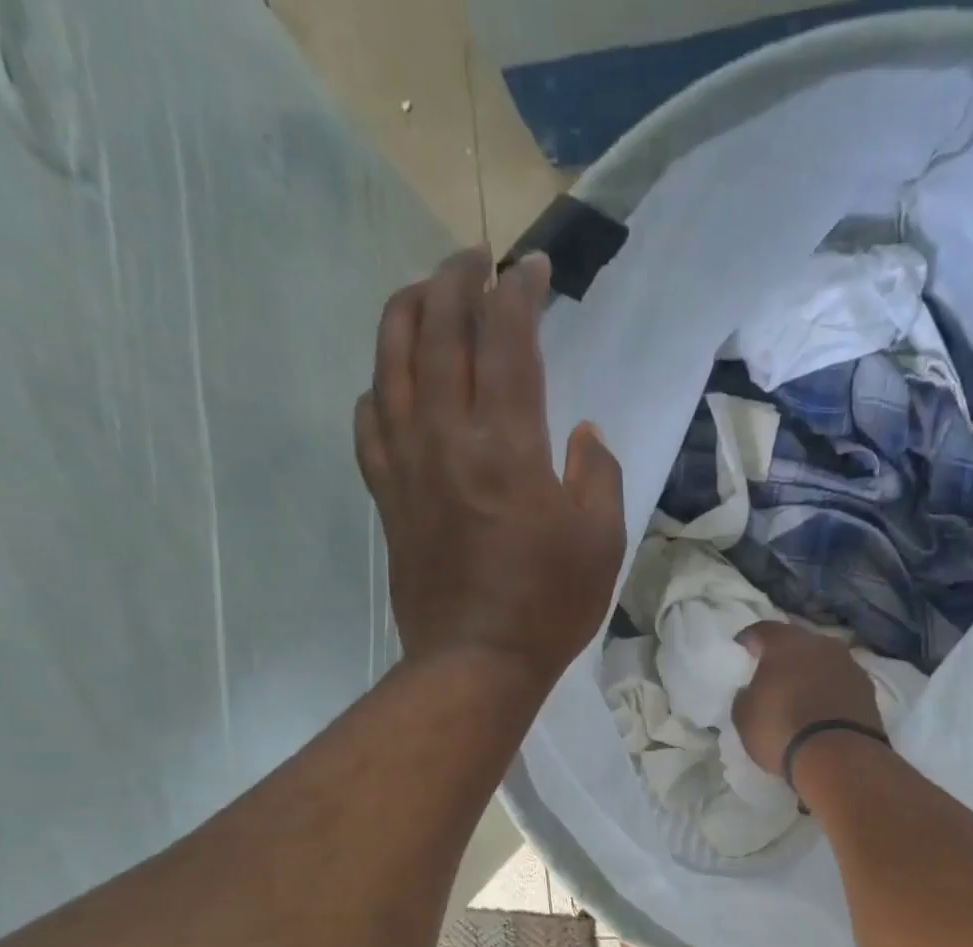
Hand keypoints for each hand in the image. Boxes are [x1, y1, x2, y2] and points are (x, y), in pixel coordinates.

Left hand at [356, 248, 625, 686]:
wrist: (476, 661)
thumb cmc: (549, 604)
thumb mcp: (602, 539)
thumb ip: (598, 473)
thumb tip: (581, 434)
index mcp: (507, 442)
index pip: (506, 337)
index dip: (520, 291)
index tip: (533, 269)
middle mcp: (447, 435)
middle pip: (438, 330)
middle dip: (457, 280)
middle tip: (476, 260)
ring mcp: (407, 463)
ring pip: (391, 362)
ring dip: (407, 312)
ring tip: (425, 292)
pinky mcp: (386, 494)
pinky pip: (370, 421)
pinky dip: (378, 386)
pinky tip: (391, 381)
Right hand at [732, 623, 881, 774]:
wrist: (840, 758)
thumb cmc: (781, 730)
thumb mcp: (743, 716)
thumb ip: (745, 695)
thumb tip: (751, 691)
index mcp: (785, 643)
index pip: (762, 630)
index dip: (748, 641)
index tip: (741, 652)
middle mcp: (820, 644)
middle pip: (797, 642)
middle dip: (783, 655)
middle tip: (771, 674)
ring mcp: (849, 664)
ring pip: (823, 661)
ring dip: (811, 672)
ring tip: (800, 694)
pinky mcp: (868, 689)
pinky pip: (841, 682)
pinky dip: (830, 690)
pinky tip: (823, 709)